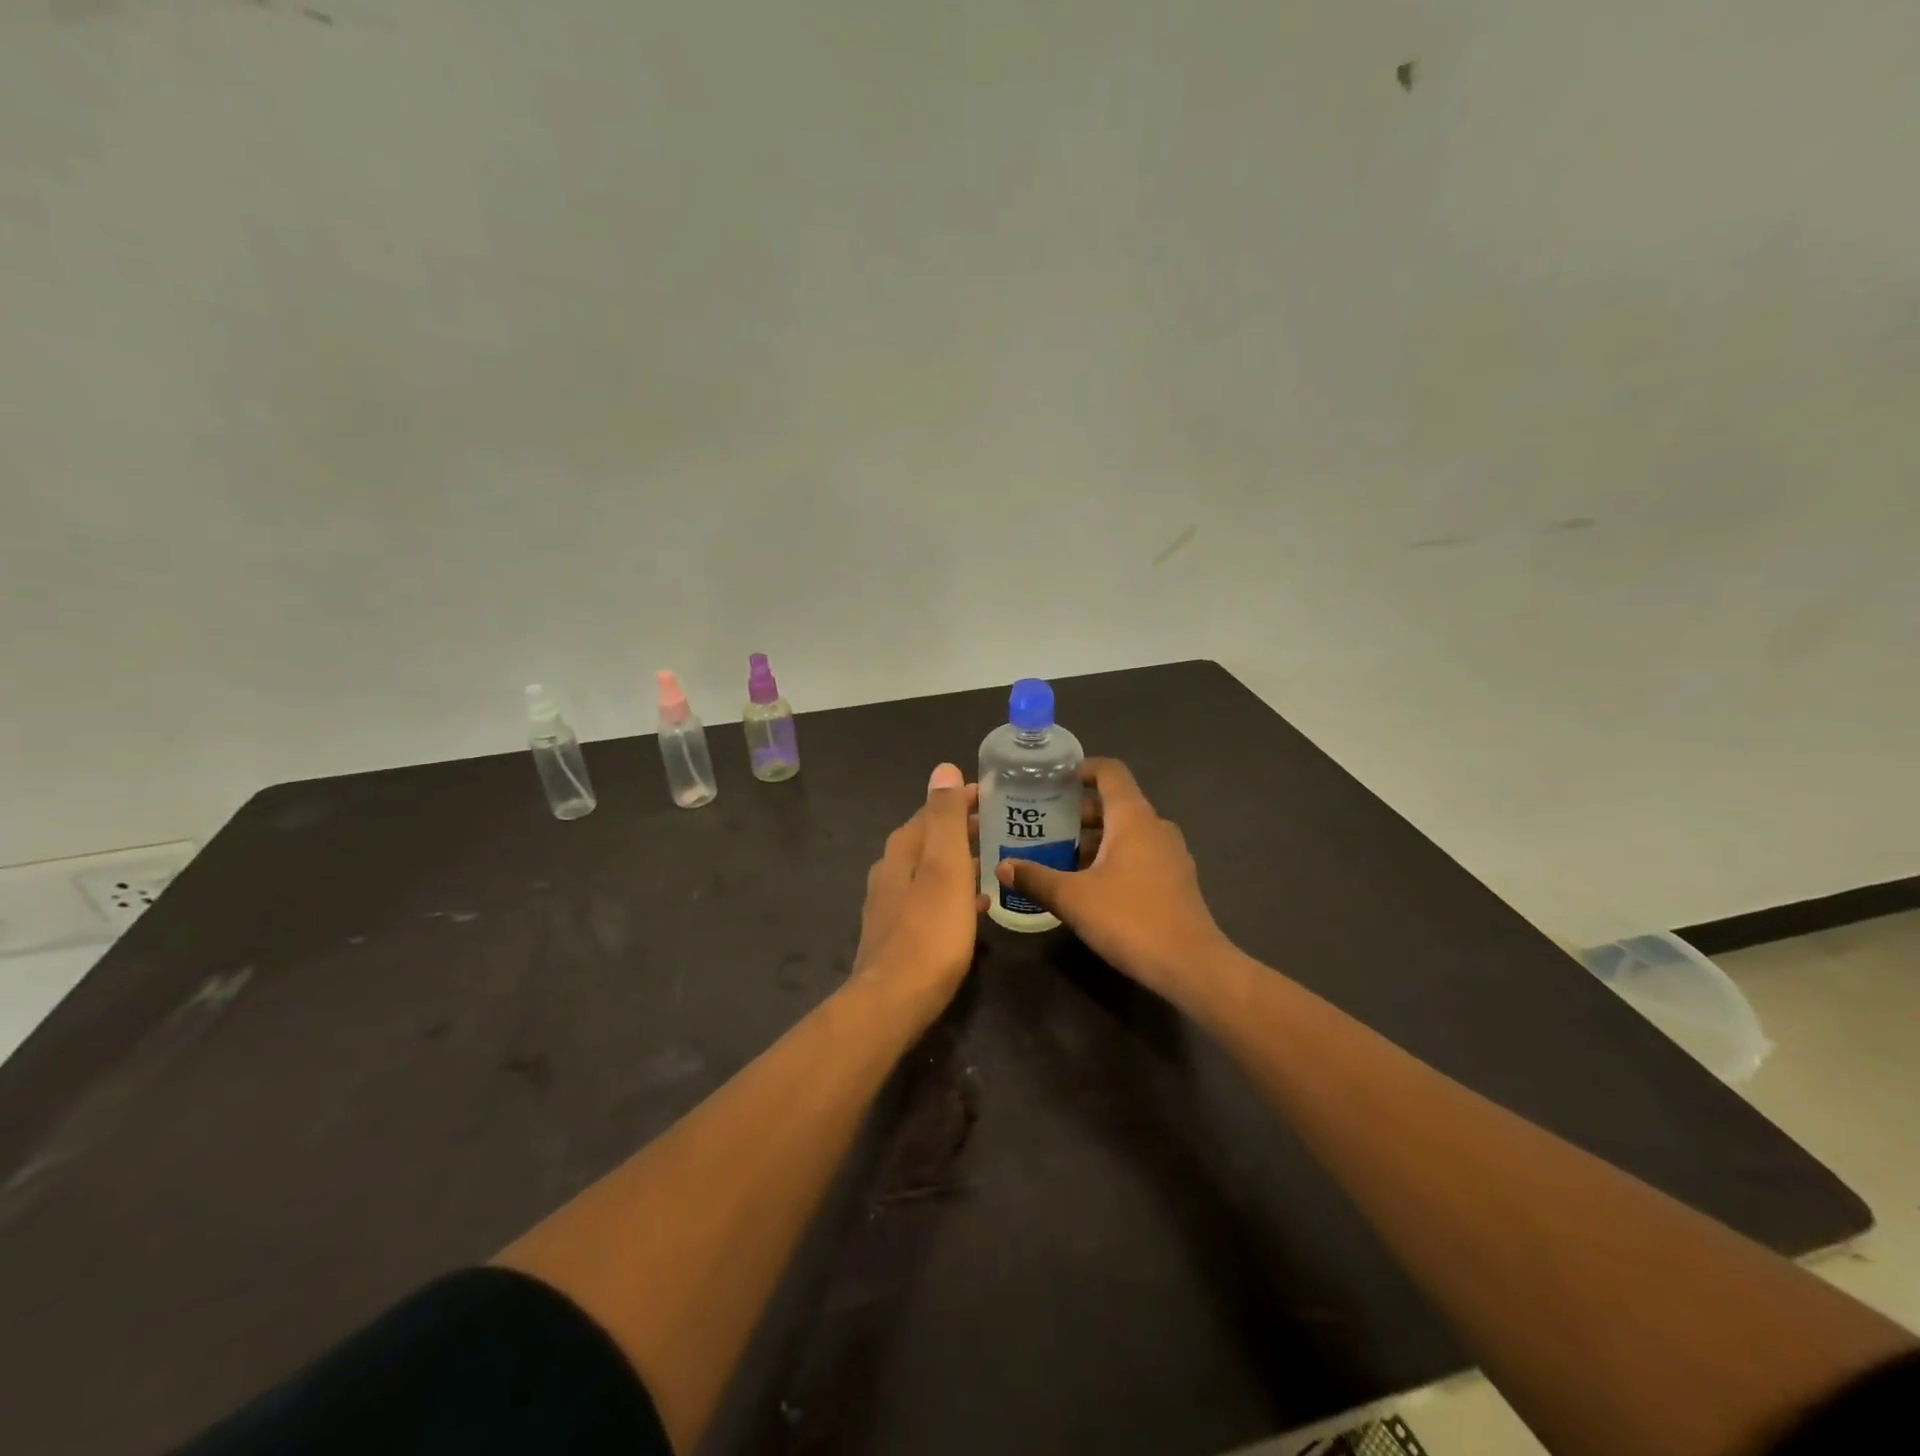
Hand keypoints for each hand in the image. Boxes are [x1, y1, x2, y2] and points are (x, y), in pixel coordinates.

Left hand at [851, 763, 985, 1017]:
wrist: (895, 1000)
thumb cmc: (929, 931)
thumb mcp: (944, 868)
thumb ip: (945, 818)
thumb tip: (942, 769)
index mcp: (903, 850)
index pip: (932, 810)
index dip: (961, 799)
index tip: (993, 795)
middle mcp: (891, 871)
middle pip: (929, 839)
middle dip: (961, 829)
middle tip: (999, 827)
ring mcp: (890, 904)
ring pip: (930, 870)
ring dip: (958, 861)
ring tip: (991, 862)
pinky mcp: (897, 932)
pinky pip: (930, 899)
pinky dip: (953, 892)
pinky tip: (976, 906)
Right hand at [994, 758, 1232, 996]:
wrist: (1191, 966)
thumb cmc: (1130, 919)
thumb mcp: (1073, 899)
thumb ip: (1035, 878)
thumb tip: (1003, 867)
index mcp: (1133, 817)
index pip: (1109, 771)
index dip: (1081, 769)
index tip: (1051, 781)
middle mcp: (1155, 827)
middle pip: (1114, 803)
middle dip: (1078, 811)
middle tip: (1043, 824)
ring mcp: (1170, 854)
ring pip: (1126, 832)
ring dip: (1094, 838)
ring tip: (1058, 855)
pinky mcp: (1175, 880)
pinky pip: (1139, 854)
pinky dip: (1112, 857)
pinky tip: (1088, 884)